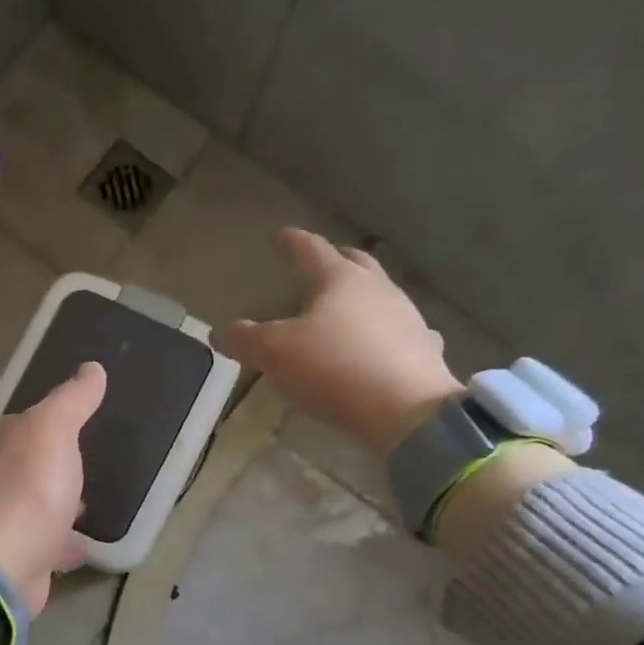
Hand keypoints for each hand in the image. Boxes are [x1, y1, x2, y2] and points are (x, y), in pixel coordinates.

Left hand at [0, 361, 106, 614]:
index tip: (79, 424)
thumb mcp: (55, 429)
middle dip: (54, 465)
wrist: (2, 564)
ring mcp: (2, 521)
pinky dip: (61, 542)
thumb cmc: (29, 488)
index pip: (25, 423)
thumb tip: (92, 368)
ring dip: (58, 503)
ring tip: (87, 505)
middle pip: (29, 465)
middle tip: (86, 465)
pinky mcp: (14, 557)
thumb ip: (73, 400)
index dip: (51, 422)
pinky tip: (82, 545)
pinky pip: (44, 543)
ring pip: (36, 505)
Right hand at [218, 227, 462, 455]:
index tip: (281, 235)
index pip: (312, 250)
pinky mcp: (424, 349)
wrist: (406, 410)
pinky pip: (403, 330)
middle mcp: (378, 289)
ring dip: (364, 294)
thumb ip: (246, 339)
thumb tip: (219, 332)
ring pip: (383, 294)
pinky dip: (388, 330)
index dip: (293, 242)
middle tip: (322, 260)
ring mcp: (407, 317)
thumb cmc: (334, 369)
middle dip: (337, 258)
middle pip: (357, 263)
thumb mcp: (276, 354)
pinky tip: (385, 341)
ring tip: (348, 305)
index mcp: (341, 280)